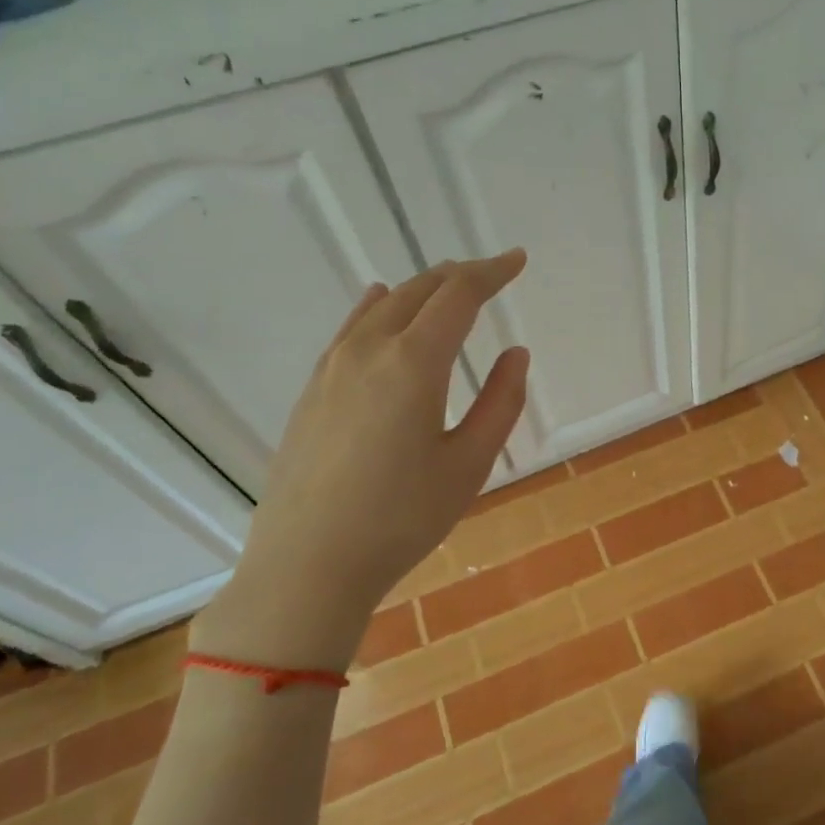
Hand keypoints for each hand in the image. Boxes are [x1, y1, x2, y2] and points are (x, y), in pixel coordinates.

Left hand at [193, 252, 530, 672]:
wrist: (307, 564)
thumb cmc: (402, 518)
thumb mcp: (469, 464)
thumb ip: (500, 402)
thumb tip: (516, 353)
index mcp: (413, 364)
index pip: (458, 296)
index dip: (492, 273)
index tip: (517, 261)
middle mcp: (368, 350)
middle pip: (418, 291)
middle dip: (459, 275)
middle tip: (491, 274)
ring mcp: (332, 367)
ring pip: (382, 305)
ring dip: (420, 289)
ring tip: (447, 287)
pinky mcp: (312, 389)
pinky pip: (351, 328)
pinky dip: (379, 307)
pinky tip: (380, 304)